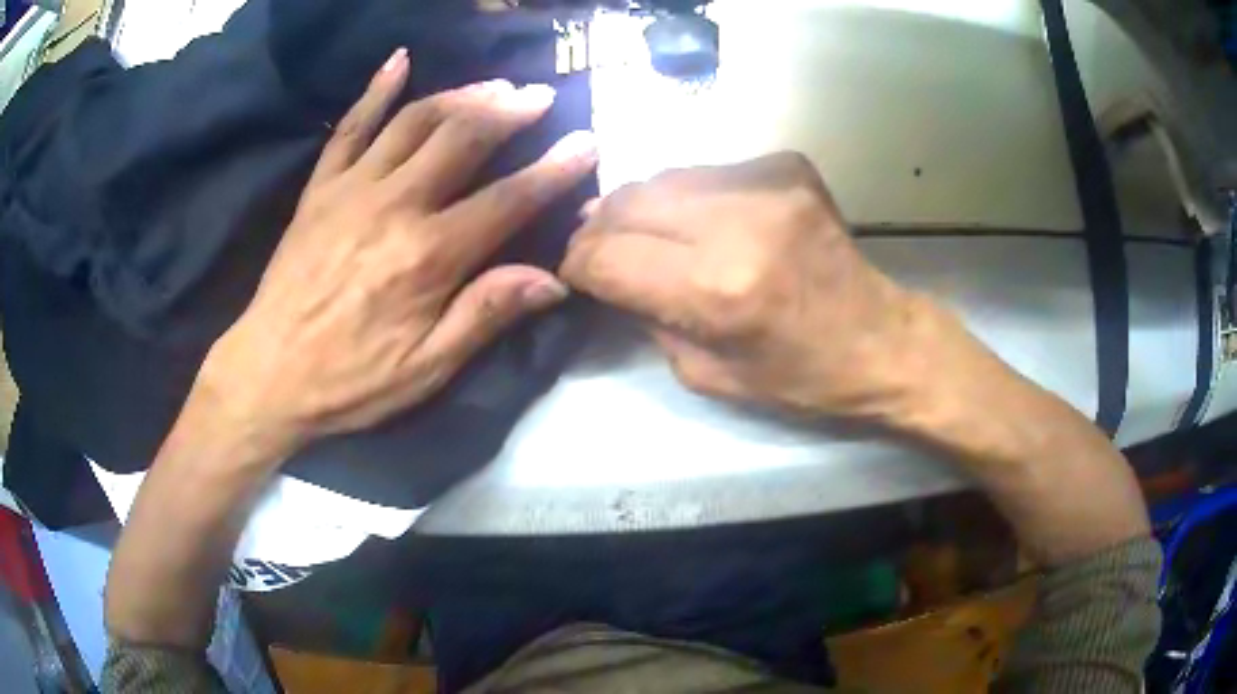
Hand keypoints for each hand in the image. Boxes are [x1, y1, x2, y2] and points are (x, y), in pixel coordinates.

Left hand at [200, 49, 597, 450]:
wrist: (268, 373)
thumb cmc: (350, 379)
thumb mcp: (426, 369)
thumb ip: (484, 316)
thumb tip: (552, 280)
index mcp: (428, 257)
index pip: (507, 200)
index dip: (553, 170)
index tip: (586, 141)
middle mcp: (394, 206)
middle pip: (462, 138)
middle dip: (508, 110)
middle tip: (538, 95)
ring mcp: (352, 188)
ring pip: (415, 121)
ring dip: (460, 95)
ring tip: (493, 85)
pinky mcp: (319, 187)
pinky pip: (350, 125)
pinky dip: (376, 89)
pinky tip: (399, 60)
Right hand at [560, 152, 957, 421]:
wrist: (881, 339)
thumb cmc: (799, 376)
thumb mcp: (705, 374)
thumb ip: (646, 317)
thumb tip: (608, 273)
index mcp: (718, 290)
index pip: (607, 255)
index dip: (579, 263)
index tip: (574, 272)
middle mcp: (739, 223)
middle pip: (629, 201)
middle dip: (599, 226)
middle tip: (597, 247)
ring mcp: (768, 183)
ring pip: (664, 176)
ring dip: (641, 206)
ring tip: (641, 231)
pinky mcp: (787, 165)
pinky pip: (708, 172)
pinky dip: (688, 195)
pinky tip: (699, 220)